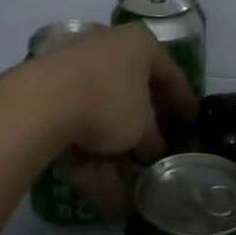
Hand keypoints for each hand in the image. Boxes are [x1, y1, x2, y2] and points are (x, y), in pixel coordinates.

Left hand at [12, 25, 197, 216]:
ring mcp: (74, 64)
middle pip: (132, 90)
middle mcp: (107, 45)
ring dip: (113, 151)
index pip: (170, 72)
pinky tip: (98, 189)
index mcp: (137, 44)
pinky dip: (87, 154)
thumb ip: (152, 139)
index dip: (184, 100)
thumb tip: (152, 149)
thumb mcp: (142, 128)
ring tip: (124, 190)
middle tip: (154, 150)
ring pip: (101, 111)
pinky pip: (76, 122)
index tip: (192, 121)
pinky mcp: (48, 87)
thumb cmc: (108, 103)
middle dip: (142, 126)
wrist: (43, 101)